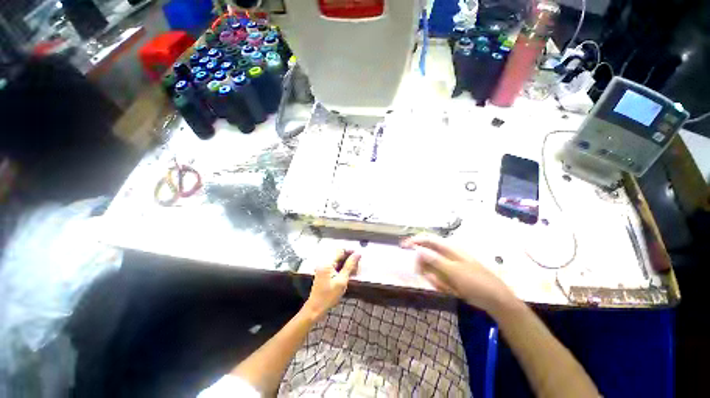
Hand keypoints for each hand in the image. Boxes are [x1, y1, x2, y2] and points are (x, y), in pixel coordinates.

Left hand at [303, 250, 359, 320]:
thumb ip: (350, 266)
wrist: (315, 309)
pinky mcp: (324, 272)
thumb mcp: (342, 281)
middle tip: (358, 265)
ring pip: (338, 260)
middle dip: (349, 258)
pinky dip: (342, 268)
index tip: (359, 255)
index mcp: (327, 263)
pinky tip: (348, 273)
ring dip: (346, 263)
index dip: (350, 251)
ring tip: (355, 270)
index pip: (340, 251)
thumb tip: (357, 254)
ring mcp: (323, 267)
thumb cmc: (328, 296)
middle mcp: (324, 262)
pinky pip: (335, 266)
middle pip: (339, 255)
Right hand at [402, 235, 516, 314]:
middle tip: (428, 278)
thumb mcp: (455, 272)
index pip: (428, 239)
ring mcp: (449, 265)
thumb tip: (418, 250)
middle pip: (427, 255)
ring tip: (446, 287)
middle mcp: (447, 254)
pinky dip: (440, 284)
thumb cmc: (477, 282)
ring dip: (434, 278)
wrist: (495, 300)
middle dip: (425, 267)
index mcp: (450, 249)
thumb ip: (435, 260)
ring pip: (431, 268)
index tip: (403, 246)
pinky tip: (450, 290)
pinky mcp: (451, 275)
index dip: (415, 240)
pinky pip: (438, 277)